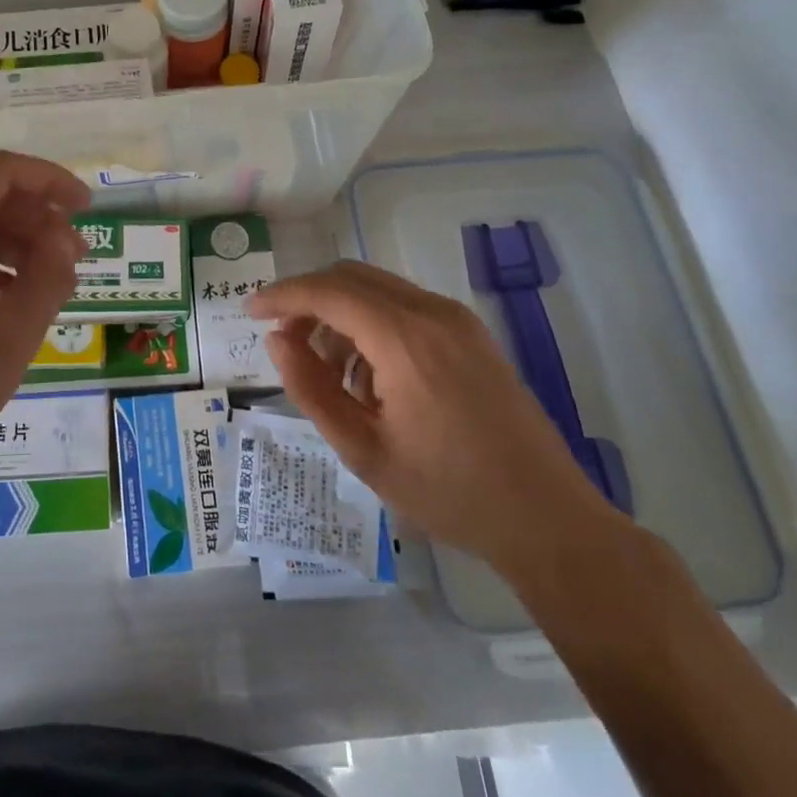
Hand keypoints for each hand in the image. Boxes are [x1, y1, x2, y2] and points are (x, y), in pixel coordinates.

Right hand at [248, 260, 619, 568]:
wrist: (547, 519)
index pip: (328, 292)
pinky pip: (404, 307)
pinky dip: (371, 323)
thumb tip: (277, 341)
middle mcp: (432, 312)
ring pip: (377, 289)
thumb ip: (310, 388)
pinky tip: (369, 376)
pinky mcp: (471, 334)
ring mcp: (457, 320)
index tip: (249, 310)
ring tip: (329, 372)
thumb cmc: (448, 492)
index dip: (282, 295)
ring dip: (340, 313)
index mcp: (405, 338)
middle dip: (308, 301)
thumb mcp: (363, 449)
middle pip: (351, 277)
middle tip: (284, 343)